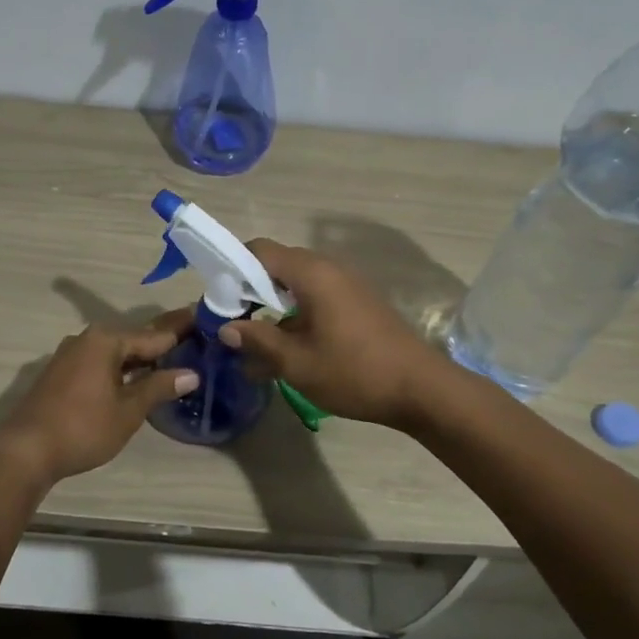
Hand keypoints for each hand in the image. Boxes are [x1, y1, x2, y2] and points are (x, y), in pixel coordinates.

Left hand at [0, 311, 198, 483]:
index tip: (204, 322)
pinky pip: (100, 363)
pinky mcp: (60, 373)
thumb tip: (191, 374)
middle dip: (162, 345)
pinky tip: (135, 381)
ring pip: (116, 353)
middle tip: (194, 343)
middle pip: (134, 340)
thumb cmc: (83, 427)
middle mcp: (87, 339)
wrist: (25, 451)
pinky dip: (120, 369)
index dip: (182, 332)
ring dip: (141, 359)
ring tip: (171, 364)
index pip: (155, 334)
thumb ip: (159, 387)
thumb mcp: (128, 410)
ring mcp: (70, 355)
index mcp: (107, 340)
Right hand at [217, 240, 444, 427]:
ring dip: (272, 306)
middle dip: (248, 290)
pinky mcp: (357, 303)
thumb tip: (227, 328)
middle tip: (232, 324)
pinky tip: (288, 349)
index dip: (231, 269)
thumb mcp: (296, 362)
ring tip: (255, 342)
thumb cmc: (354, 372)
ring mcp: (346, 285)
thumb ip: (257, 340)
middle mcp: (328, 269)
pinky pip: (316, 297)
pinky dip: (295, 314)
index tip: (218, 301)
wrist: (421, 388)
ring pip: (295, 284)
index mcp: (311, 273)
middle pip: (276, 265)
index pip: (258, 250)